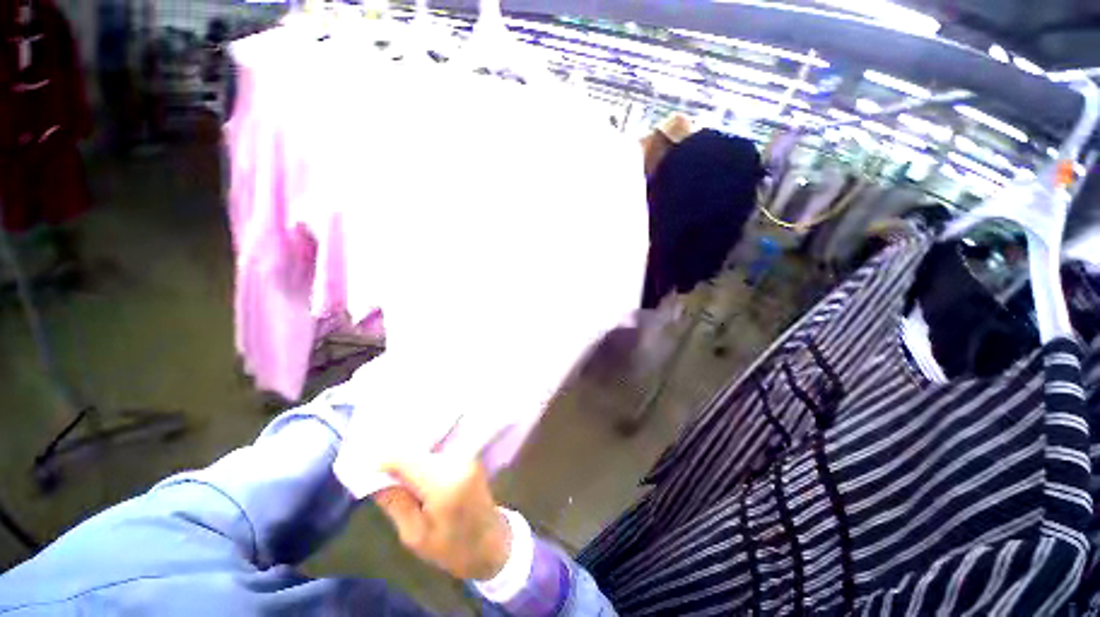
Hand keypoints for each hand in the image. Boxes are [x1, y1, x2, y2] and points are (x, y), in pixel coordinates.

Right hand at [375, 454, 510, 580]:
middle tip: (367, 469)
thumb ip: (393, 502)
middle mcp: (457, 461)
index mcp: (444, 482)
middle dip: (387, 455)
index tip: (360, 470)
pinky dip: (416, 458)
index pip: (398, 456)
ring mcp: (464, 457)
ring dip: (402, 456)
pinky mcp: (466, 458)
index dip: (375, 461)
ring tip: (385, 472)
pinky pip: (432, 451)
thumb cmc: (456, 551)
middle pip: (409, 446)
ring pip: (420, 446)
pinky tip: (405, 472)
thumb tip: (368, 473)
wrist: (498, 550)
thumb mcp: (416, 536)